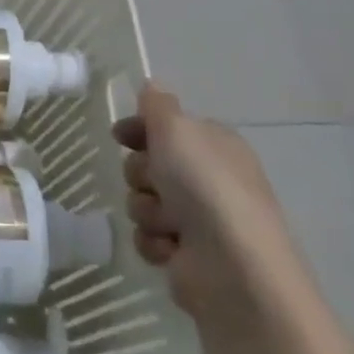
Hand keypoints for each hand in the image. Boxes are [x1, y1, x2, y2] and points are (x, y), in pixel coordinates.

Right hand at [114, 82, 300, 324]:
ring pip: (143, 201)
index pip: (167, 127)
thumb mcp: (177, 130)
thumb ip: (158, 105)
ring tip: (169, 224)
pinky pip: (147, 237)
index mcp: (214, 145)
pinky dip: (153, 242)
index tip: (120, 136)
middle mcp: (208, 179)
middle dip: (141, 174)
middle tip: (155, 183)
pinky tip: (170, 249)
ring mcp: (199, 220)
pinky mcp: (186, 255)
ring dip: (147, 210)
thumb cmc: (205, 187)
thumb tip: (151, 85)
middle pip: (148, 164)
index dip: (140, 130)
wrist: (233, 268)